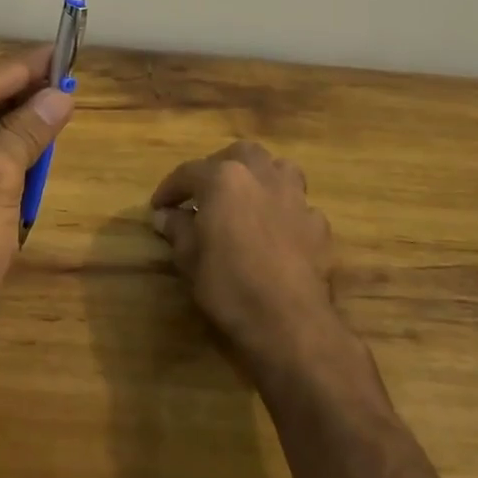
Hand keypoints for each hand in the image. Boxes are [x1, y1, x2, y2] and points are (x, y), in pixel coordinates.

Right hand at [149, 141, 349, 374]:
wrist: (289, 323)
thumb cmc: (228, 285)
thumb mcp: (189, 258)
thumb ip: (177, 229)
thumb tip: (166, 216)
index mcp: (224, 179)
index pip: (189, 172)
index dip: (170, 188)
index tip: (158, 206)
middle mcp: (261, 177)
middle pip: (240, 155)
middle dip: (220, 167)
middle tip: (205, 192)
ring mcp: (295, 199)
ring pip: (279, 169)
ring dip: (261, 177)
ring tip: (248, 199)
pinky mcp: (319, 226)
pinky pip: (299, 206)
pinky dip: (285, 212)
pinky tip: (277, 232)